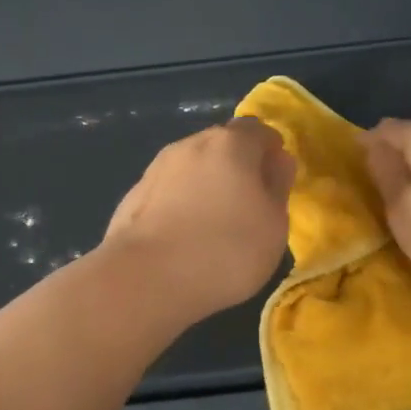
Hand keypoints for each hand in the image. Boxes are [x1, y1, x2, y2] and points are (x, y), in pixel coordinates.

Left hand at [101, 118, 295, 323]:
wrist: (145, 279)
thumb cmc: (225, 250)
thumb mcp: (273, 224)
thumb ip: (277, 186)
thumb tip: (277, 161)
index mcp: (230, 144)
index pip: (259, 130)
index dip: (271, 150)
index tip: (277, 179)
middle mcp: (190, 145)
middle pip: (222, 145)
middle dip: (237, 165)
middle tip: (249, 203)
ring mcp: (156, 168)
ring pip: (192, 167)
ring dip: (206, 184)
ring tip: (214, 222)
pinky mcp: (133, 195)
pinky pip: (168, 191)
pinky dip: (180, 203)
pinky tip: (183, 235)